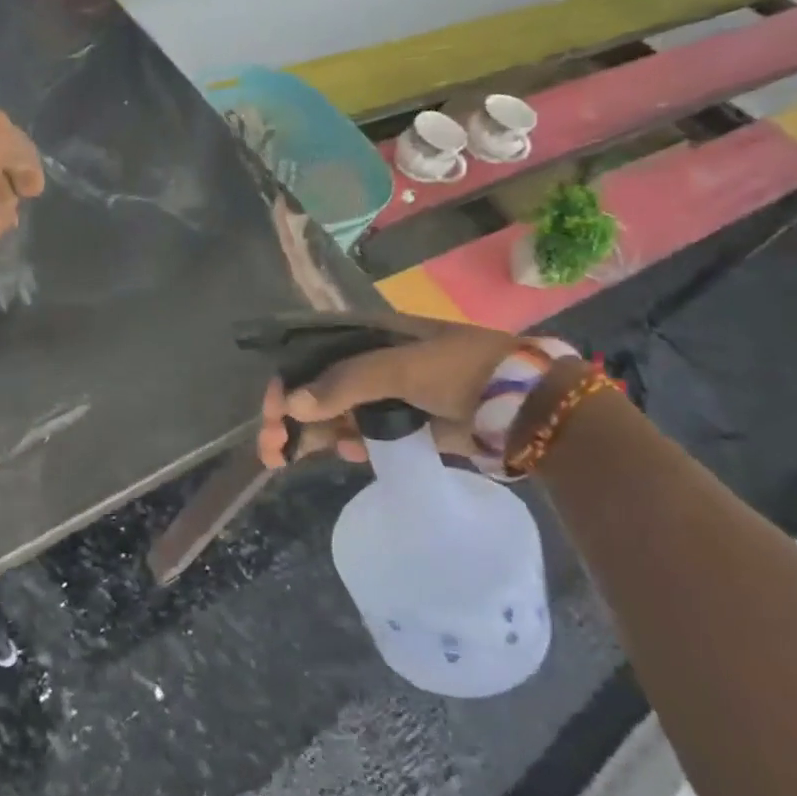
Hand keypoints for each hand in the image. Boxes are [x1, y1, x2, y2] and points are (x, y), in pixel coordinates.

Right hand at [255, 317, 518, 468]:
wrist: (526, 409)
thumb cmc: (461, 371)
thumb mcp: (401, 367)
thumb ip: (345, 383)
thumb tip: (291, 405)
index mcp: (369, 335)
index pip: (311, 353)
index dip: (286, 379)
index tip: (271, 411)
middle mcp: (370, 361)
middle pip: (315, 386)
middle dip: (288, 414)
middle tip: (271, 448)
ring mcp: (385, 394)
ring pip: (332, 413)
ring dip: (308, 434)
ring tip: (285, 459)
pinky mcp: (402, 424)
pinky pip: (360, 433)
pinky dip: (346, 444)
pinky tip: (348, 454)